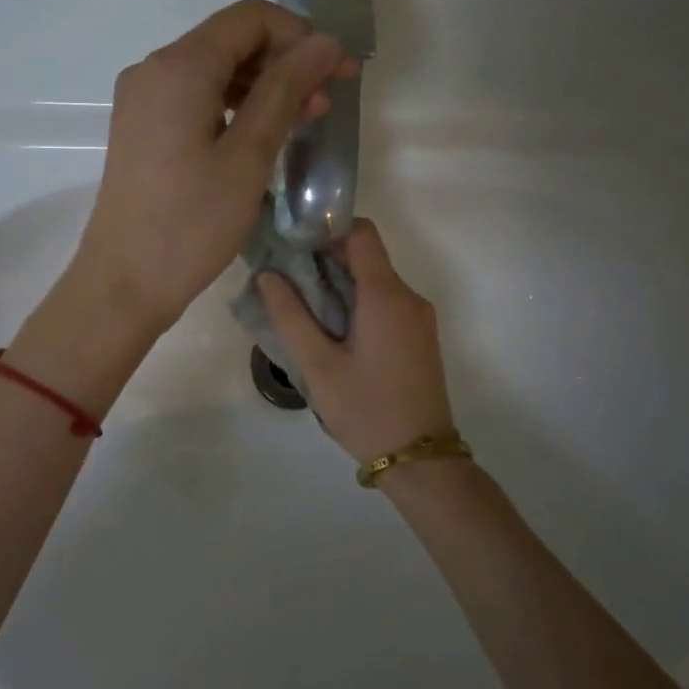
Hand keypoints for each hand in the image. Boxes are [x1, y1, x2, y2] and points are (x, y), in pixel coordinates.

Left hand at [69, 0, 351, 334]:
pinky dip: (234, 109)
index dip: (301, 36)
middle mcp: (153, 71)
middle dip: (285, 62)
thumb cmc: (190, 224)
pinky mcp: (142, 130)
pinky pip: (195, 101)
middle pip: (230, 41)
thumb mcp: (248, 156)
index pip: (250, 18)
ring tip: (304, 122)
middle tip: (328, 101)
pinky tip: (263, 137)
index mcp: (178, 67)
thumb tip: (324, 43)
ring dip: (263, 88)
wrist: (124, 283)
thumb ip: (285, 91)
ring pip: (214, 72)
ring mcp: (143, 101)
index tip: (337, 72)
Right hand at [258, 219, 456, 464]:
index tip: (294, 248)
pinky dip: (357, 303)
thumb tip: (268, 274)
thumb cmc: (365, 409)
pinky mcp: (420, 337)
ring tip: (303, 309)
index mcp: (386, 296)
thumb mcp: (317, 365)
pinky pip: (386, 303)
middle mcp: (409, 297)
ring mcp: (419, 318)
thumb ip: (290, 315)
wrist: (420, 458)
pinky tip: (332, 331)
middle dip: (325, 259)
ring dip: (340, 284)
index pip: (361, 233)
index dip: (327, 230)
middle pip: (367, 256)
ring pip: (376, 281)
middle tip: (286, 281)